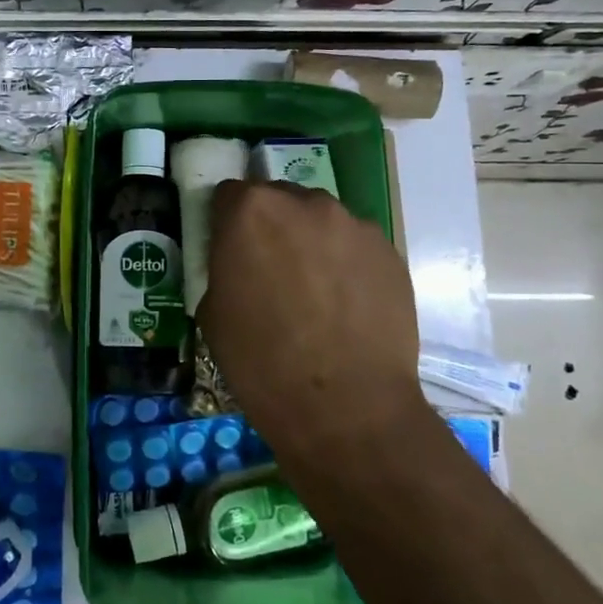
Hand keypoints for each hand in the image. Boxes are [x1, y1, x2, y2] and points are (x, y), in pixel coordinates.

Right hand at [198, 180, 425, 463]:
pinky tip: (345, 306)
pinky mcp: (389, 251)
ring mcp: (353, 224)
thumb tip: (240, 265)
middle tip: (271, 271)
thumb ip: (224, 269)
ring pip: (321, 221)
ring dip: (311, 243)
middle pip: (279, 200)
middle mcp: (304, 203)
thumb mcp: (213, 313)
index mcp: (251, 211)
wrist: (347, 409)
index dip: (226, 222)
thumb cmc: (262, 363)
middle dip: (271, 227)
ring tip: (315, 292)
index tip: (229, 251)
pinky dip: (345, 264)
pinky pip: (355, 246)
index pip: (230, 195)